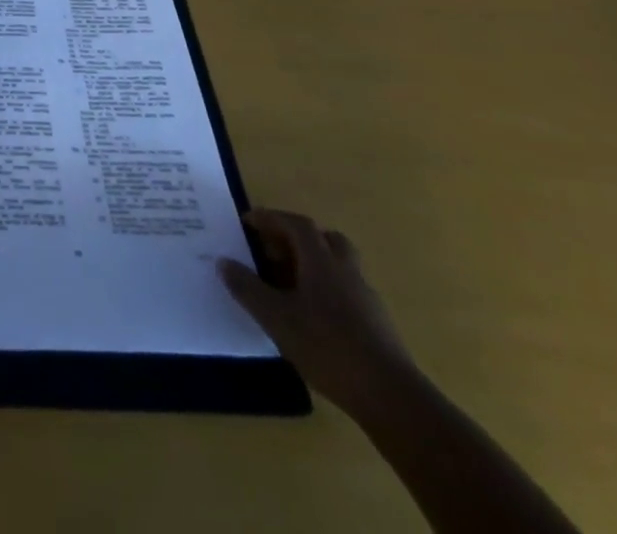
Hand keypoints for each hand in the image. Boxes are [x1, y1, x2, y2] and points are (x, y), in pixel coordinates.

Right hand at [219, 208, 418, 414]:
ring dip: (314, 266)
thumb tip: (223, 261)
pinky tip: (313, 317)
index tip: (248, 222)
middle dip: (298, 239)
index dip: (271, 218)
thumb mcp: (276, 317)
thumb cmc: (328, 347)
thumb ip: (247, 288)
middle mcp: (346, 271)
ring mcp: (366, 298)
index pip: (296, 224)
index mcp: (321, 261)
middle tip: (274, 251)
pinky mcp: (378, 325)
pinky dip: (327, 292)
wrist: (392, 398)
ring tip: (289, 286)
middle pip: (325, 239)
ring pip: (339, 266)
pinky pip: (347, 292)